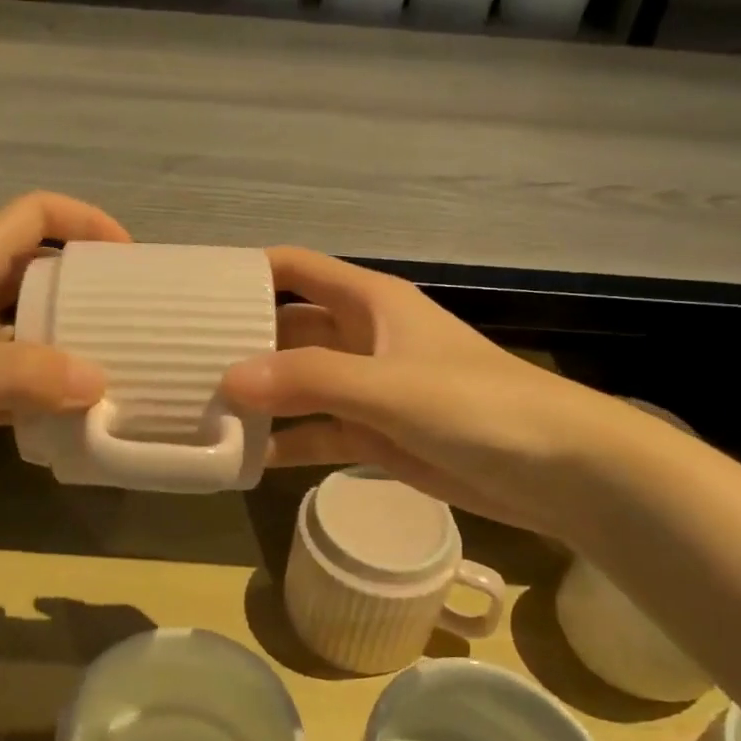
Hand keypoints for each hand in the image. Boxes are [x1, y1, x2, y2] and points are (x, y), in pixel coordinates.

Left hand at [0, 192, 128, 491]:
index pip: (34, 215)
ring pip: (24, 332)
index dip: (84, 221)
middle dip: (84, 288)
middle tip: (131, 320)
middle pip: (36, 273)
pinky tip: (66, 419)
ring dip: (64, 347)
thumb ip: (25, 374)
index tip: (128, 258)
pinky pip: (6, 383)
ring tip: (113, 371)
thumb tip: (100, 382)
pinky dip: (36, 395)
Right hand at [220, 248, 641, 537]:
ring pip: (298, 385)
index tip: (194, 293)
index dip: (247, 274)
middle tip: (181, 364)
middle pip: (287, 329)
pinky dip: (284, 442)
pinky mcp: (375, 435)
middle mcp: (362, 338)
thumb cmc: (477, 405)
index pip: (295, 270)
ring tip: (199, 413)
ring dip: (258, 397)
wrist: (558, 470)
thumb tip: (227, 380)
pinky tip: (244, 458)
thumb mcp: (388, 386)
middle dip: (241, 344)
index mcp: (368, 303)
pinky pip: (316, 432)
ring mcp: (367, 389)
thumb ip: (309, 381)